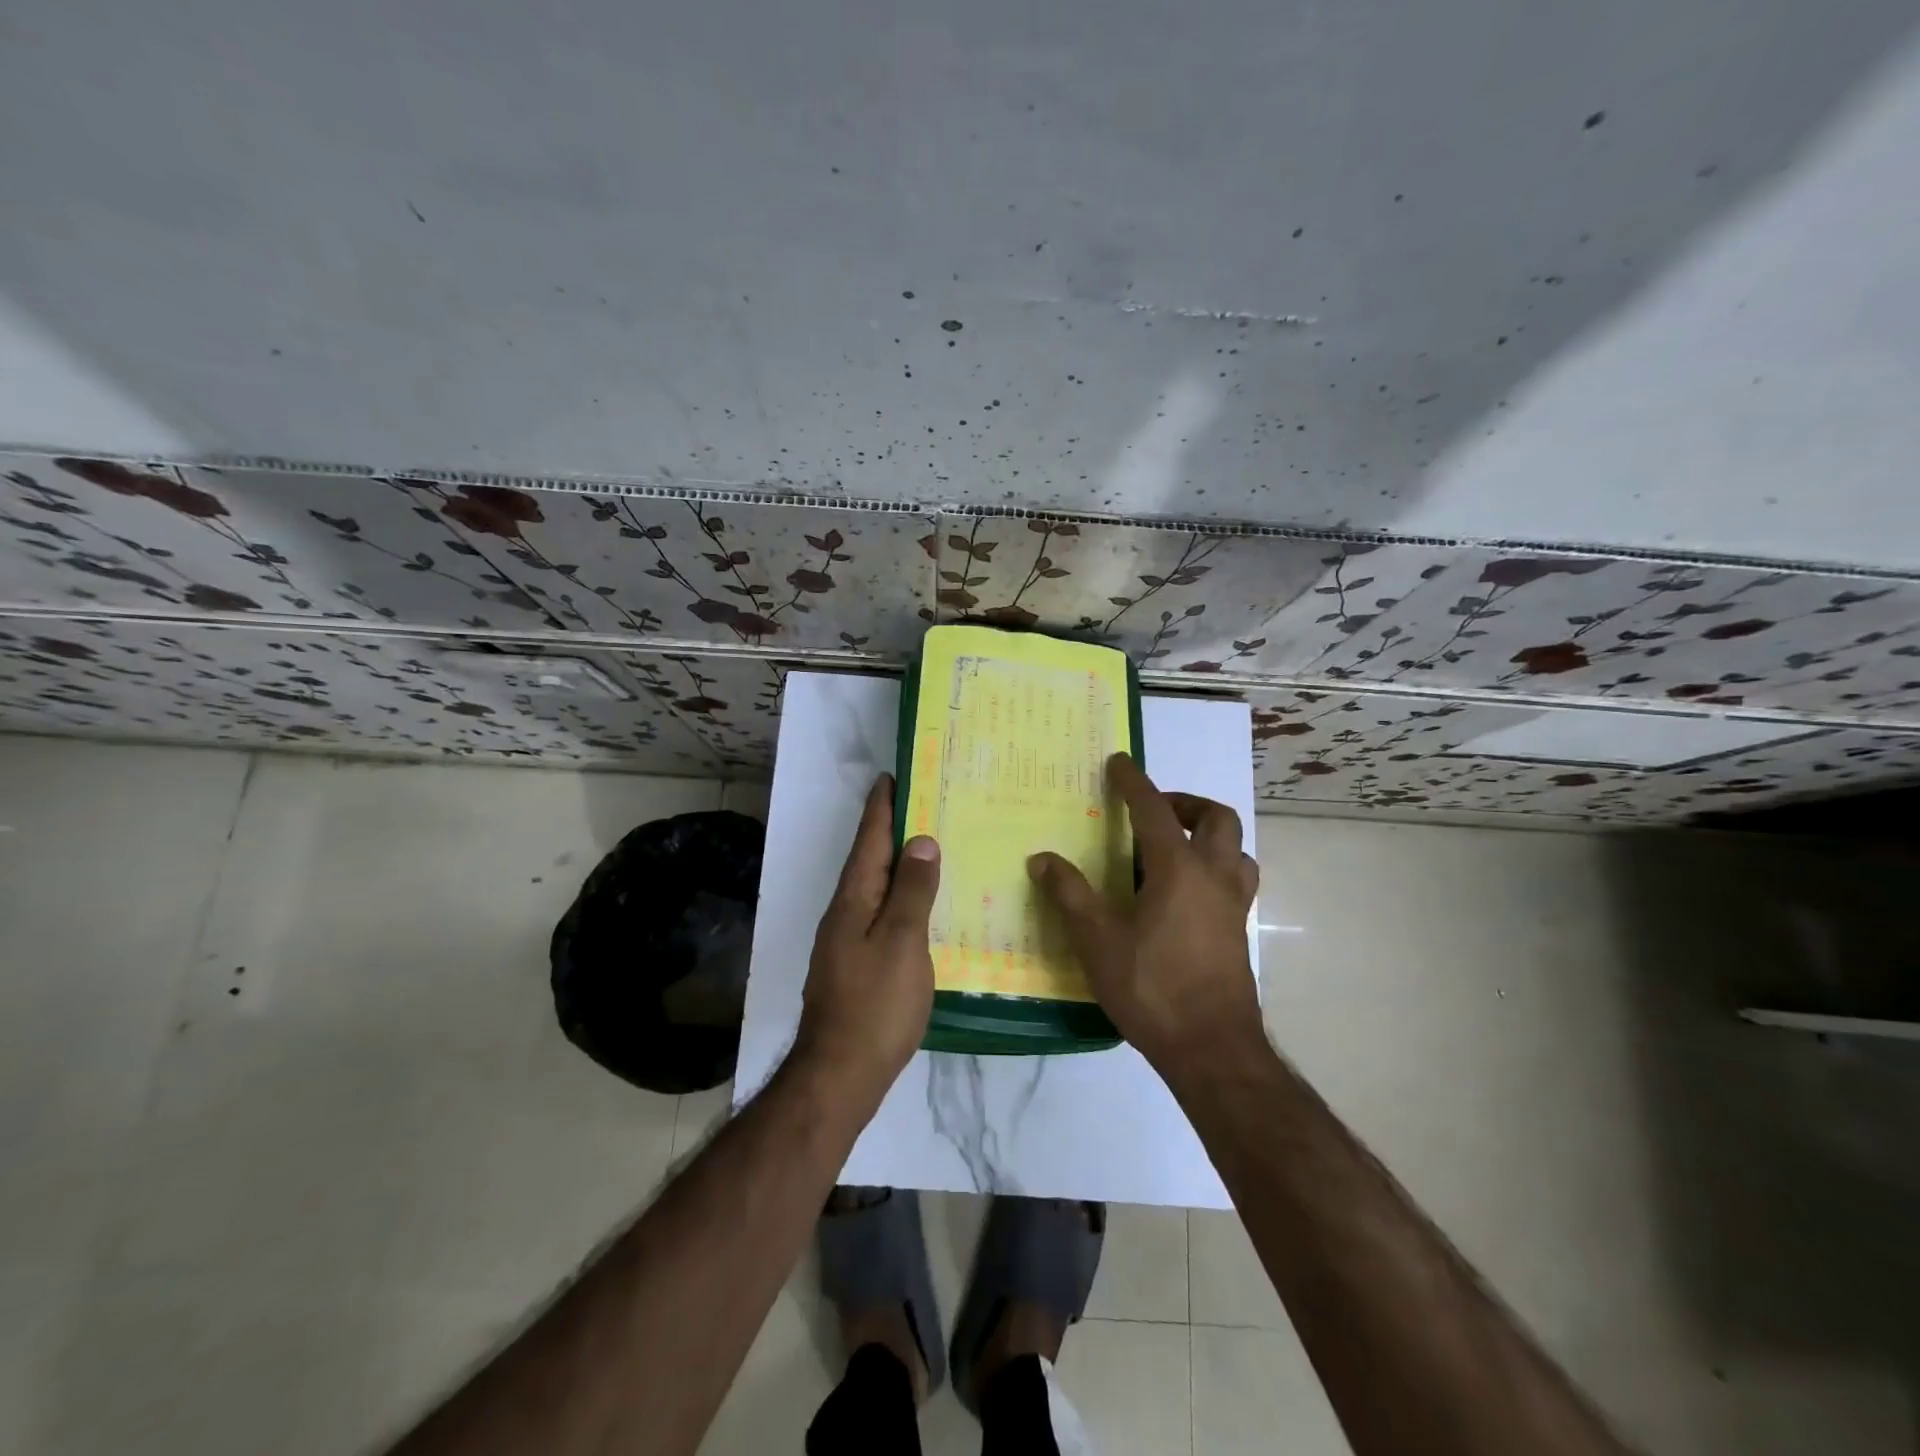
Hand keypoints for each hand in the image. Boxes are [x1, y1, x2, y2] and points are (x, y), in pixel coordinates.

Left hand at [795, 774, 940, 1102]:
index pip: (869, 841)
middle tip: (920, 804)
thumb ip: (912, 892)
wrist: (840, 1073)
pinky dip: (899, 897)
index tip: (891, 776)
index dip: (880, 808)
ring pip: (875, 888)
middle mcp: (845, 913)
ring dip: (896, 863)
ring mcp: (847, 940)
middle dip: (889, 830)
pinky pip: (880, 914)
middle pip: (869, 861)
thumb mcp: (902, 943)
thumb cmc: (875, 1004)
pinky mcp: (857, 964)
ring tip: (926, 847)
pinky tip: (919, 906)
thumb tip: (920, 841)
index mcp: (854, 900)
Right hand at [1028, 753, 1261, 1074]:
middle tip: (1154, 811)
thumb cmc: (1151, 988)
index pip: (1154, 810)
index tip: (1119, 762)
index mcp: (1178, 869)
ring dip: (1209, 835)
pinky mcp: (1240, 932)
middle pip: (1216, 818)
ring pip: (1235, 849)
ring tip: (1175, 847)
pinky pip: (1236, 880)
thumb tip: (1041, 859)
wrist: (1211, 1049)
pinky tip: (1188, 893)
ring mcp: (1234, 905)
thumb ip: (1069, 894)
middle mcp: (1213, 876)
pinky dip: (1216, 868)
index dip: (1134, 782)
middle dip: (1185, 803)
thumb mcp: (1097, 940)